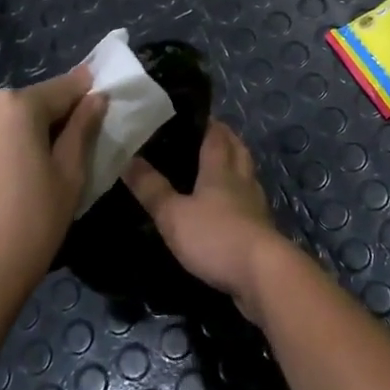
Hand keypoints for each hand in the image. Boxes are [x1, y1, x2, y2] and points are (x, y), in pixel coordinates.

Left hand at [0, 69, 105, 307]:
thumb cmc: (25, 230)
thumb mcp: (68, 180)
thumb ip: (82, 131)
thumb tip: (95, 99)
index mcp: (14, 106)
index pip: (62, 88)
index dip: (84, 94)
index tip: (101, 100)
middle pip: (25, 106)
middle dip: (46, 123)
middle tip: (64, 158)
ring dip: (14, 140)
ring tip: (26, 181)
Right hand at [123, 122, 295, 321]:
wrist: (261, 274)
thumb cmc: (215, 236)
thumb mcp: (173, 214)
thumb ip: (151, 188)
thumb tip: (128, 159)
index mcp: (220, 169)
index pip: (216, 135)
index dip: (207, 123)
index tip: (193, 114)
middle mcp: (242, 180)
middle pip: (237, 150)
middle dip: (225, 139)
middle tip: (206, 135)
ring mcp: (255, 205)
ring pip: (246, 175)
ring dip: (235, 166)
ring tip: (216, 167)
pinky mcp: (261, 229)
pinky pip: (249, 202)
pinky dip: (238, 196)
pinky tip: (227, 206)